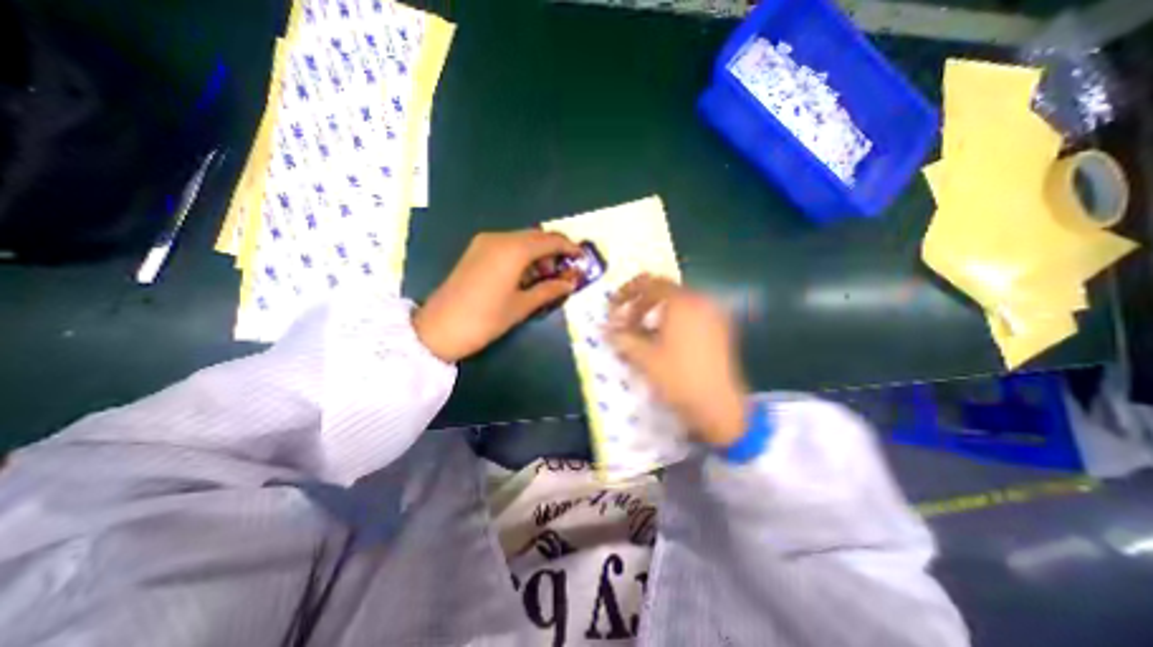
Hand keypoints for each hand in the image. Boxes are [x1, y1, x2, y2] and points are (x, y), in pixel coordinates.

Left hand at [413, 230, 580, 362]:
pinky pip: (507, 245)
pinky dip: (522, 255)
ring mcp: (484, 243)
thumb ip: (549, 290)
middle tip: (563, 272)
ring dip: (537, 253)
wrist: (438, 329)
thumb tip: (570, 283)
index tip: (582, 258)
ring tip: (544, 277)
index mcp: (513, 250)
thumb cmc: (485, 319)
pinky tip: (525, 275)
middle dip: (553, 251)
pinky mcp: (475, 251)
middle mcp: (499, 239)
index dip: (569, 248)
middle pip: (535, 236)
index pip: (549, 240)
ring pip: (521, 240)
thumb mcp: (521, 306)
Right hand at [605, 276, 747, 445]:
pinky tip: (663, 342)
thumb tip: (604, 328)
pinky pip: (690, 315)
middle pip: (663, 292)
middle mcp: (700, 301)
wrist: (719, 406)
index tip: (613, 306)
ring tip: (642, 335)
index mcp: (681, 302)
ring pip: (677, 305)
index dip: (626, 292)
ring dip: (655, 314)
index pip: (648, 284)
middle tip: (626, 323)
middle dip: (640, 305)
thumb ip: (622, 337)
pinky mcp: (720, 330)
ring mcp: (713, 315)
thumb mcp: (644, 357)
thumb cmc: (678, 378)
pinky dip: (672, 321)